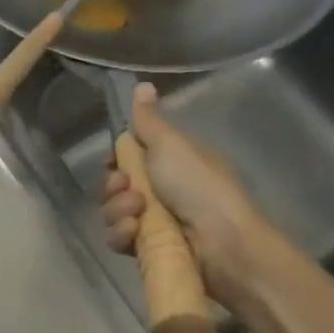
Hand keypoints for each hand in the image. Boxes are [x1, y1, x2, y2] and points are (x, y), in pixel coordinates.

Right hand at [100, 82, 267, 295]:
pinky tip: (135, 233)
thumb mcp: (171, 145)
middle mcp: (161, 190)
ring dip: (117, 210)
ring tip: (138, 214)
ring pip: (113, 212)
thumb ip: (148, 120)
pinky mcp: (148, 248)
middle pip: (115, 186)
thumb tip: (142, 84)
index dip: (116, 161)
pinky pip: (118, 238)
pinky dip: (123, 234)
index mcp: (170, 162)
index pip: (129, 158)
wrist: (221, 242)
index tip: (112, 162)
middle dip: (114, 187)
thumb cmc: (198, 186)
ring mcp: (154, 221)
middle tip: (128, 188)